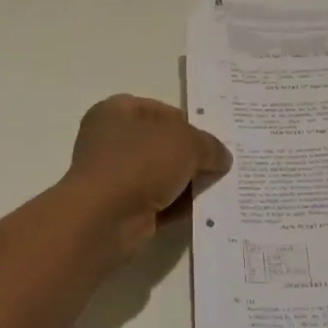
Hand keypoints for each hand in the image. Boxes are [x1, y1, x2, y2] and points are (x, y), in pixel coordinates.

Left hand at [64, 95, 231, 260]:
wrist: (105, 218)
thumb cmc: (140, 162)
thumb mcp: (187, 142)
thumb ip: (209, 145)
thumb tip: (222, 158)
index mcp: (116, 112)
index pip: (159, 110)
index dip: (188, 122)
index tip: (212, 138)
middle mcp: (110, 141)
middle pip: (161, 144)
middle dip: (190, 155)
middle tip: (222, 164)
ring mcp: (115, 177)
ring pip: (161, 175)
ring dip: (187, 183)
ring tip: (221, 187)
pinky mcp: (122, 209)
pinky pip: (159, 203)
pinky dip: (179, 206)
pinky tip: (207, 210)